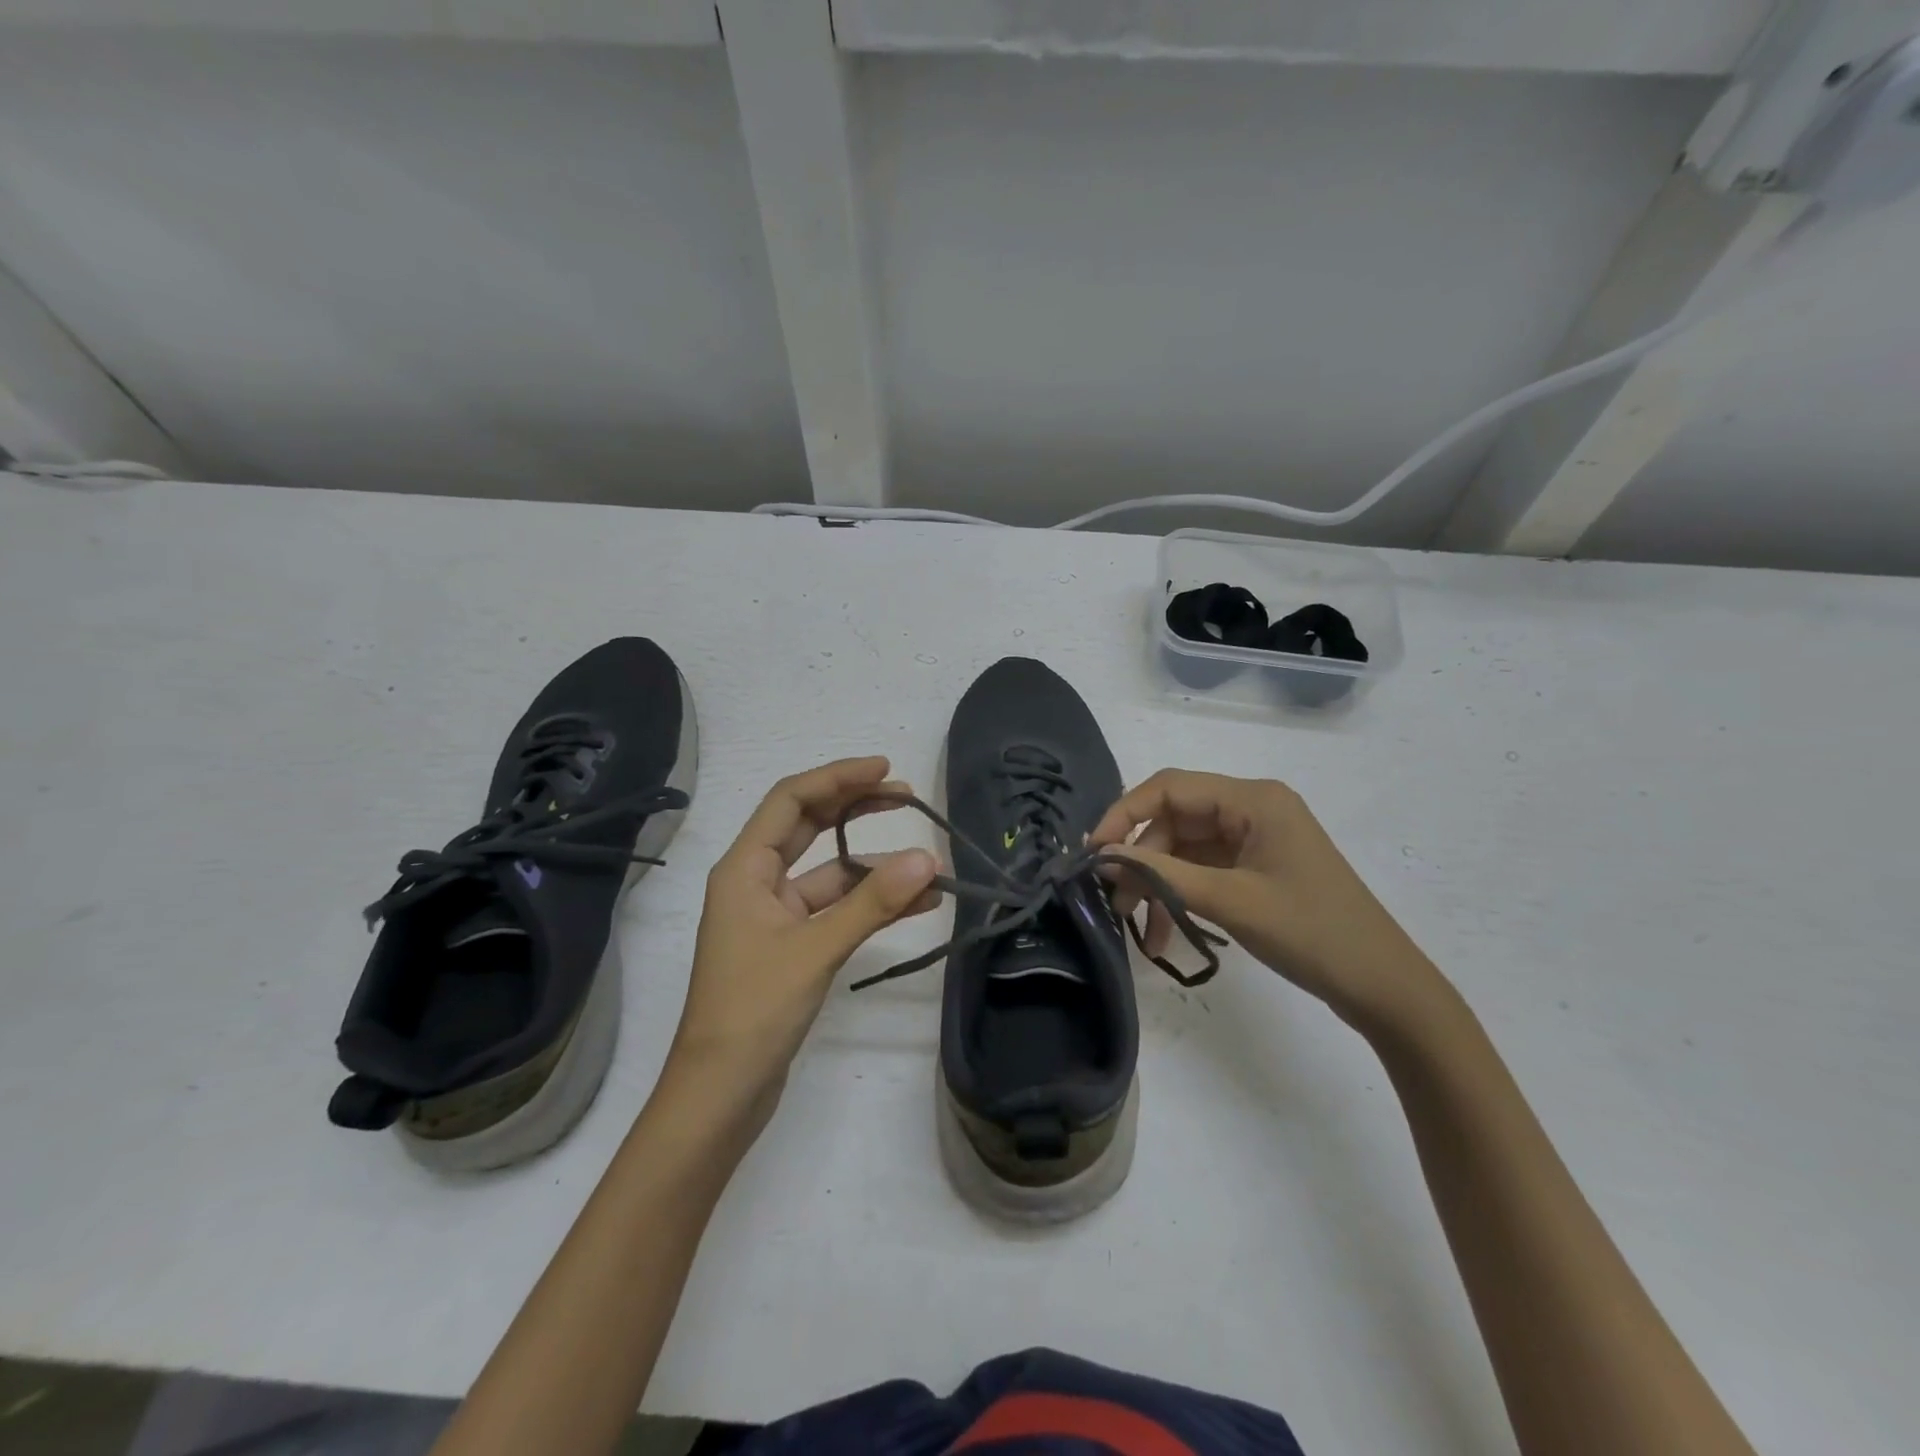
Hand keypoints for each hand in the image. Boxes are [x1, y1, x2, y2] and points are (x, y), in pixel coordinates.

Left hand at [667, 758, 937, 1112]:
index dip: (838, 777)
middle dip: (857, 808)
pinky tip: (916, 903)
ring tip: (927, 860)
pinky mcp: (792, 946)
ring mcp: (775, 915)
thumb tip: (928, 858)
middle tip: (908, 798)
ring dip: (874, 864)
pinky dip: (872, 903)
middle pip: (810, 827)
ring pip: (830, 872)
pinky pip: (837, 909)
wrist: (719, 1095)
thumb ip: (872, 903)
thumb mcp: (816, 949)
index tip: (886, 770)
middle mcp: (756, 882)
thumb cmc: (753, 1011)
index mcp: (745, 868)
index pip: (792, 800)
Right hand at [1090, 769, 1444, 1029]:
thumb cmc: (1311, 933)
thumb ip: (1162, 874)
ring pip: (1185, 848)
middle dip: (1141, 858)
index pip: (1170, 788)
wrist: (1384, 986)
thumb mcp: (1230, 900)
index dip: (1124, 814)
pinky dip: (1180, 895)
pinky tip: (1166, 932)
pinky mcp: (1257, 867)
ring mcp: (1255, 838)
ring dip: (1158, 884)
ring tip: (1138, 928)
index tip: (1094, 853)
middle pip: (1175, 819)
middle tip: (1114, 901)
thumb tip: (1103, 858)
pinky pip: (1204, 870)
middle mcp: (1252, 808)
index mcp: (1253, 799)